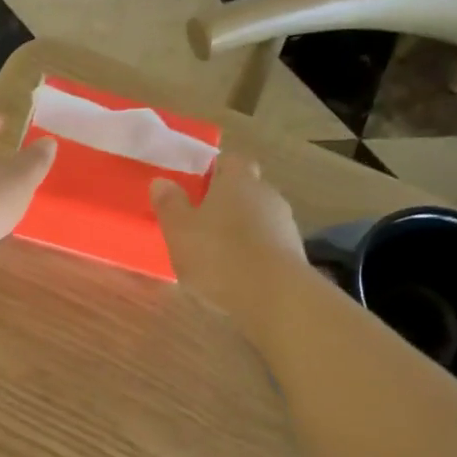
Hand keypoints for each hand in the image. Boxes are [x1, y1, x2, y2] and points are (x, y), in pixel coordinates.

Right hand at [151, 155, 308, 335]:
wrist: (274, 296)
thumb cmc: (218, 255)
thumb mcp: (179, 230)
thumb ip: (169, 204)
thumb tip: (161, 181)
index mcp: (238, 180)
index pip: (229, 160)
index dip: (213, 170)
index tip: (196, 187)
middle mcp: (266, 194)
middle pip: (246, 189)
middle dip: (226, 202)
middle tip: (201, 223)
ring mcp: (285, 224)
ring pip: (258, 218)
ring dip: (241, 230)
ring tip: (218, 255)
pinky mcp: (294, 254)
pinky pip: (268, 245)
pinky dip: (254, 253)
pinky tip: (238, 274)